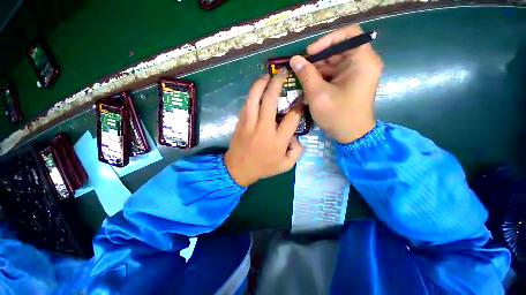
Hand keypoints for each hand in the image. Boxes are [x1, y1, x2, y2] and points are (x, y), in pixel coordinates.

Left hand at [224, 74, 303, 186]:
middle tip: (282, 74)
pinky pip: (247, 104)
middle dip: (277, 84)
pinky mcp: (241, 122)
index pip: (292, 117)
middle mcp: (264, 128)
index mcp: (278, 140)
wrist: (238, 169)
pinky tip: (257, 89)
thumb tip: (296, 137)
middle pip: (270, 100)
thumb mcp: (286, 165)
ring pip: (255, 98)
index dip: (298, 107)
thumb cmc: (263, 168)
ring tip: (267, 76)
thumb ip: (297, 151)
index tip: (300, 101)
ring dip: (261, 84)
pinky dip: (252, 94)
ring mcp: (250, 123)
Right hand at [289, 25, 382, 143]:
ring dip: (316, 73)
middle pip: (338, 51)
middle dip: (317, 61)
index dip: (327, 40)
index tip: (310, 53)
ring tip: (303, 84)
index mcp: (362, 62)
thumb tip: (294, 59)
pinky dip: (321, 81)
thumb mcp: (318, 94)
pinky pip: (333, 75)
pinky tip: (310, 91)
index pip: (349, 34)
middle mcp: (362, 64)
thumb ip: (306, 74)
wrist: (351, 135)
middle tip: (300, 71)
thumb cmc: (338, 115)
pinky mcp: (350, 83)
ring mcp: (356, 74)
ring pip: (333, 64)